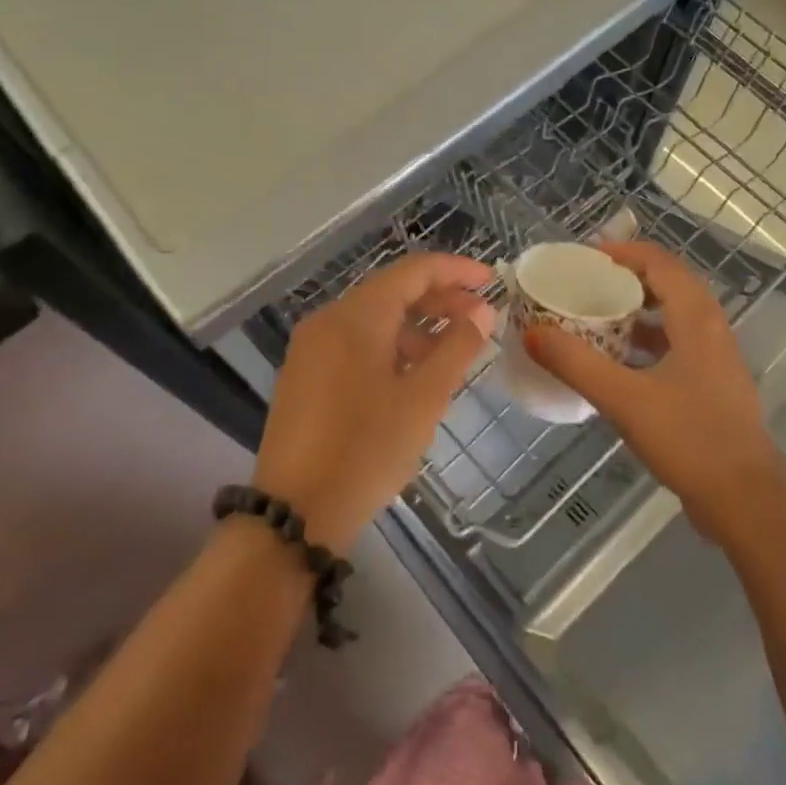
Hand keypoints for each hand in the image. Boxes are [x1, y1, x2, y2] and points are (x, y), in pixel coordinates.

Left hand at [255, 253, 494, 551]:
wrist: (295, 513)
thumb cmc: (367, 450)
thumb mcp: (423, 399)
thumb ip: (457, 348)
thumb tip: (482, 312)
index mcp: (357, 316)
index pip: (413, 271)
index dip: (455, 270)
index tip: (491, 280)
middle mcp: (329, 319)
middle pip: (392, 292)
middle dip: (439, 300)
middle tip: (481, 318)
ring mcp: (312, 347)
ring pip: (373, 319)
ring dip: (416, 326)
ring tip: (452, 352)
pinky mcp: (305, 374)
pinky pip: (355, 343)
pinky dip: (390, 347)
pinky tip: (413, 375)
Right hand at [523, 240, 785, 542]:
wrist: (746, 501)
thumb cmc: (689, 439)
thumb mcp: (624, 399)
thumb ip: (576, 363)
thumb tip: (531, 332)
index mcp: (696, 319)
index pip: (660, 263)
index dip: (624, 252)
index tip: (585, 256)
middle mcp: (712, 329)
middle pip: (670, 284)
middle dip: (629, 276)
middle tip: (588, 281)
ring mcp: (717, 358)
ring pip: (676, 315)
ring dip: (640, 308)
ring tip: (599, 314)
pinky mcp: (714, 385)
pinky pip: (678, 343)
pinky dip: (649, 339)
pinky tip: (621, 361)